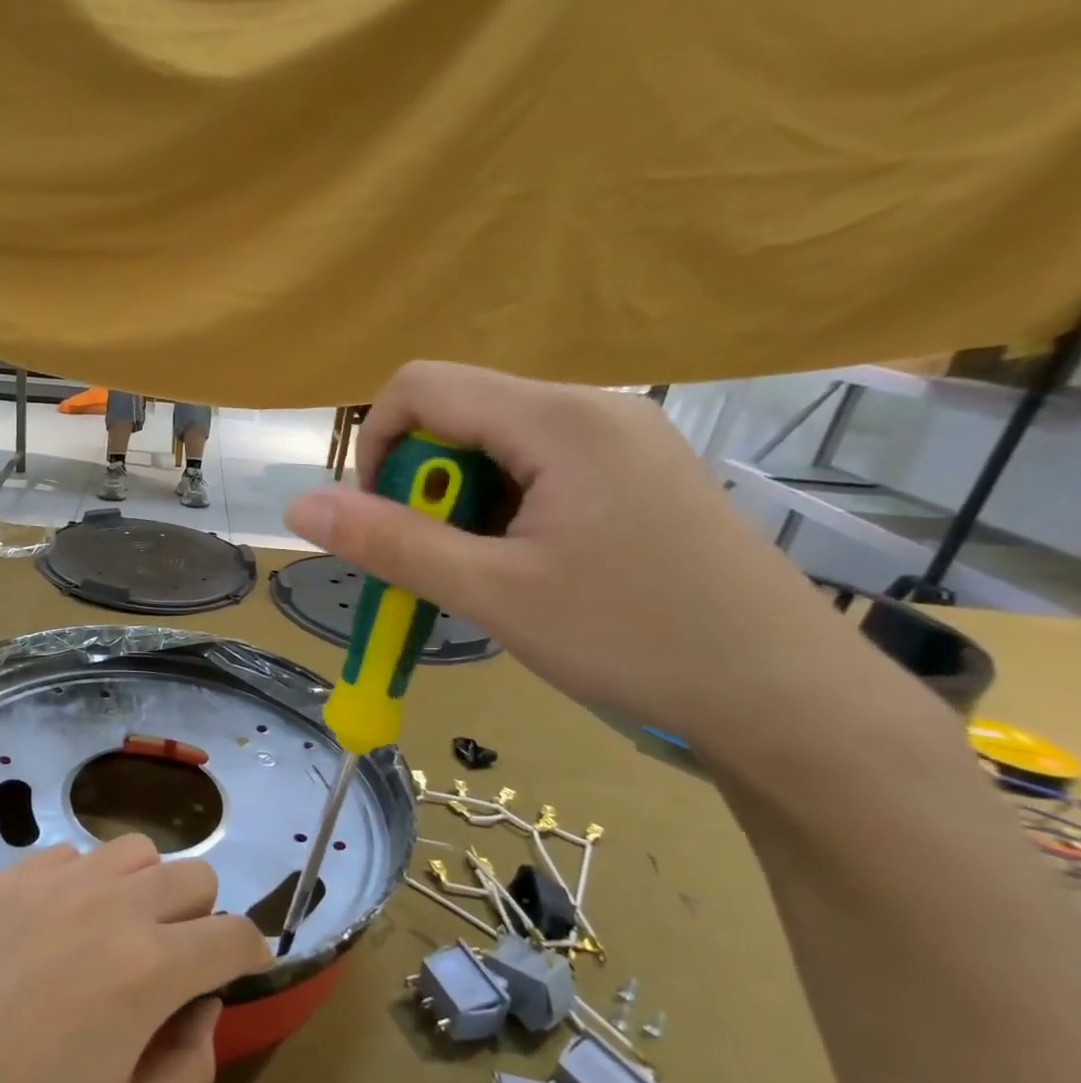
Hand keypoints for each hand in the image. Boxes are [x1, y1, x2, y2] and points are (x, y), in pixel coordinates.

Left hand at [0, 837, 270, 1082]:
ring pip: (138, 851)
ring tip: (120, 933)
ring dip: (149, 889)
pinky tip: (60, 925)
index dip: (252, 953)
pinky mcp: (11, 875)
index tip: (245, 969)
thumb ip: (191, 1067)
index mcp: (149, 969)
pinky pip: (75, 856)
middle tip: (175, 963)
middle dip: (203, 920)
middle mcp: (112, 905)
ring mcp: (57, 881)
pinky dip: (88, 882)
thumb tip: (201, 1005)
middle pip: (195, 877)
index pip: (234, 935)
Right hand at [284, 361, 867, 745]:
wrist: (784, 696)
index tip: (381, 522)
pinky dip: (501, 516)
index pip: (422, 386)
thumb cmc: (632, 638)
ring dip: (459, 508)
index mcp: (558, 419)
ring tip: (483, 578)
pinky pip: (537, 473)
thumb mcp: (491, 593)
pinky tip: (525, 572)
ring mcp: (621, 442)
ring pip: (495, 449)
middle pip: (460, 415)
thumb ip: (390, 543)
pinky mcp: (636, 478)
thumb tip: (298, 507)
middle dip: (420, 487)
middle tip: (436, 564)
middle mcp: (591, 410)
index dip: (375, 446)